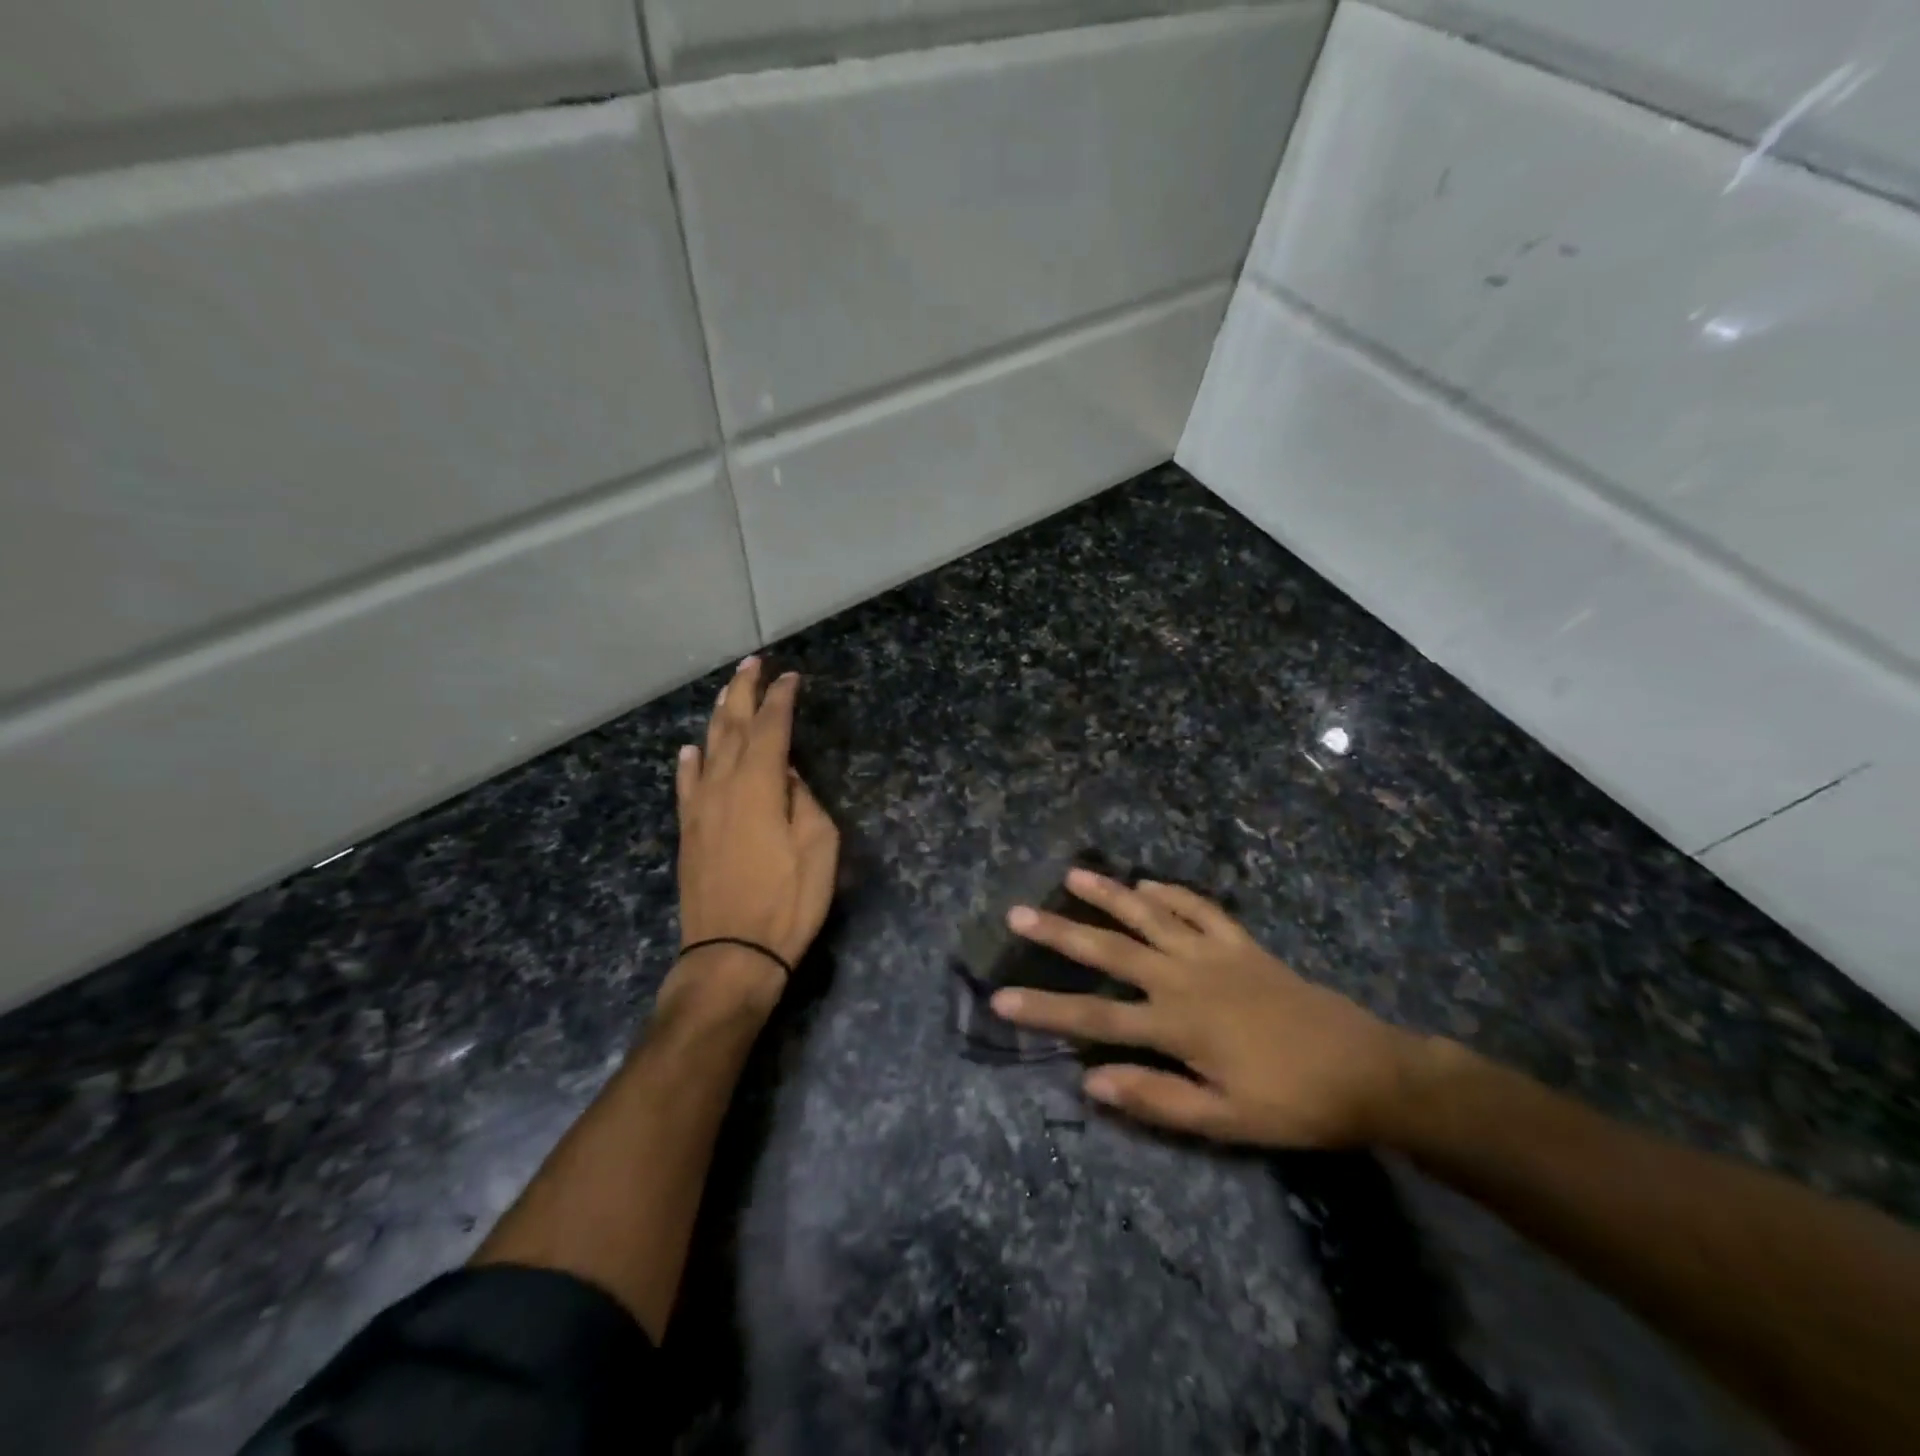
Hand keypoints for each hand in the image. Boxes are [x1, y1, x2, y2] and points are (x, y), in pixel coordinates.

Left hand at [668, 657, 839, 1019]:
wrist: (731, 954)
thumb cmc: (787, 902)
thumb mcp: (819, 848)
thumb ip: (804, 801)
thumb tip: (787, 776)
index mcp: (759, 786)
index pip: (771, 728)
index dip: (781, 699)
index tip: (791, 677)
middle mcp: (723, 787)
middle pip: (731, 728)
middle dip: (743, 692)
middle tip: (754, 664)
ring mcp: (700, 810)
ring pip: (706, 750)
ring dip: (717, 718)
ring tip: (727, 693)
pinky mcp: (688, 833)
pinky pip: (685, 787)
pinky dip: (688, 764)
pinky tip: (688, 751)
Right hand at [990, 869, 1434, 1147]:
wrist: (1367, 1070)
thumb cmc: (1292, 1103)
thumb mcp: (1225, 1120)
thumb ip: (1157, 1099)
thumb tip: (1091, 1082)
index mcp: (1177, 1024)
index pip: (1096, 1016)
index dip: (1046, 1008)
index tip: (1001, 998)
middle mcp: (1184, 978)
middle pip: (1111, 951)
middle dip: (1061, 933)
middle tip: (1018, 913)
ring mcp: (1214, 953)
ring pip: (1151, 914)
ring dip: (1109, 894)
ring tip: (1072, 874)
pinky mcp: (1242, 943)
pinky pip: (1201, 908)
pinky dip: (1174, 893)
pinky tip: (1150, 882)